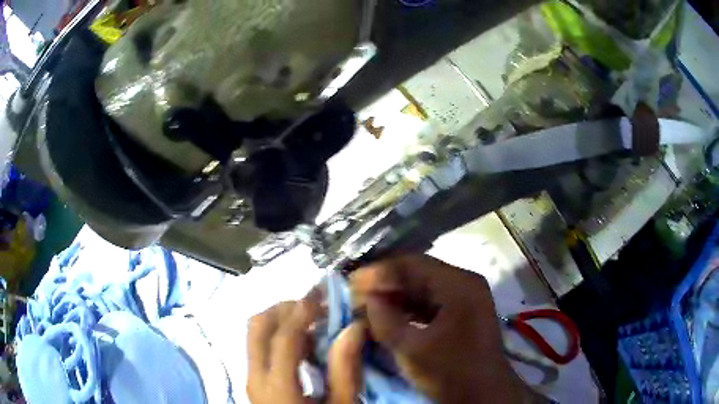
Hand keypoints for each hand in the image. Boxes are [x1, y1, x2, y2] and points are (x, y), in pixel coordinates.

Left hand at [247, 288, 366, 403]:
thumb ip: (346, 368)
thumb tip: (353, 327)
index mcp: (277, 385)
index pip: (283, 336)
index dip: (304, 310)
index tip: (324, 293)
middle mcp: (255, 375)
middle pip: (258, 326)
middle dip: (286, 308)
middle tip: (317, 307)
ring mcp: (251, 378)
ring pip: (256, 334)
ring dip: (282, 320)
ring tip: (314, 324)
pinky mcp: (255, 381)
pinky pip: (260, 347)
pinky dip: (279, 336)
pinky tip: (304, 346)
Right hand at [350, 255, 530, 403]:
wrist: (484, 394)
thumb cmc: (452, 372)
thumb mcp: (413, 349)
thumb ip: (386, 320)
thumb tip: (367, 299)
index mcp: (458, 285)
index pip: (412, 264)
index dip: (379, 272)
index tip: (350, 283)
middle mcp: (464, 283)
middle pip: (417, 273)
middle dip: (385, 284)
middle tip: (355, 295)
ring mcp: (465, 298)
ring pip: (422, 288)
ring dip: (395, 296)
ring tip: (367, 305)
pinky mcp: (462, 313)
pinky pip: (429, 302)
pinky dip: (408, 308)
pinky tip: (388, 316)